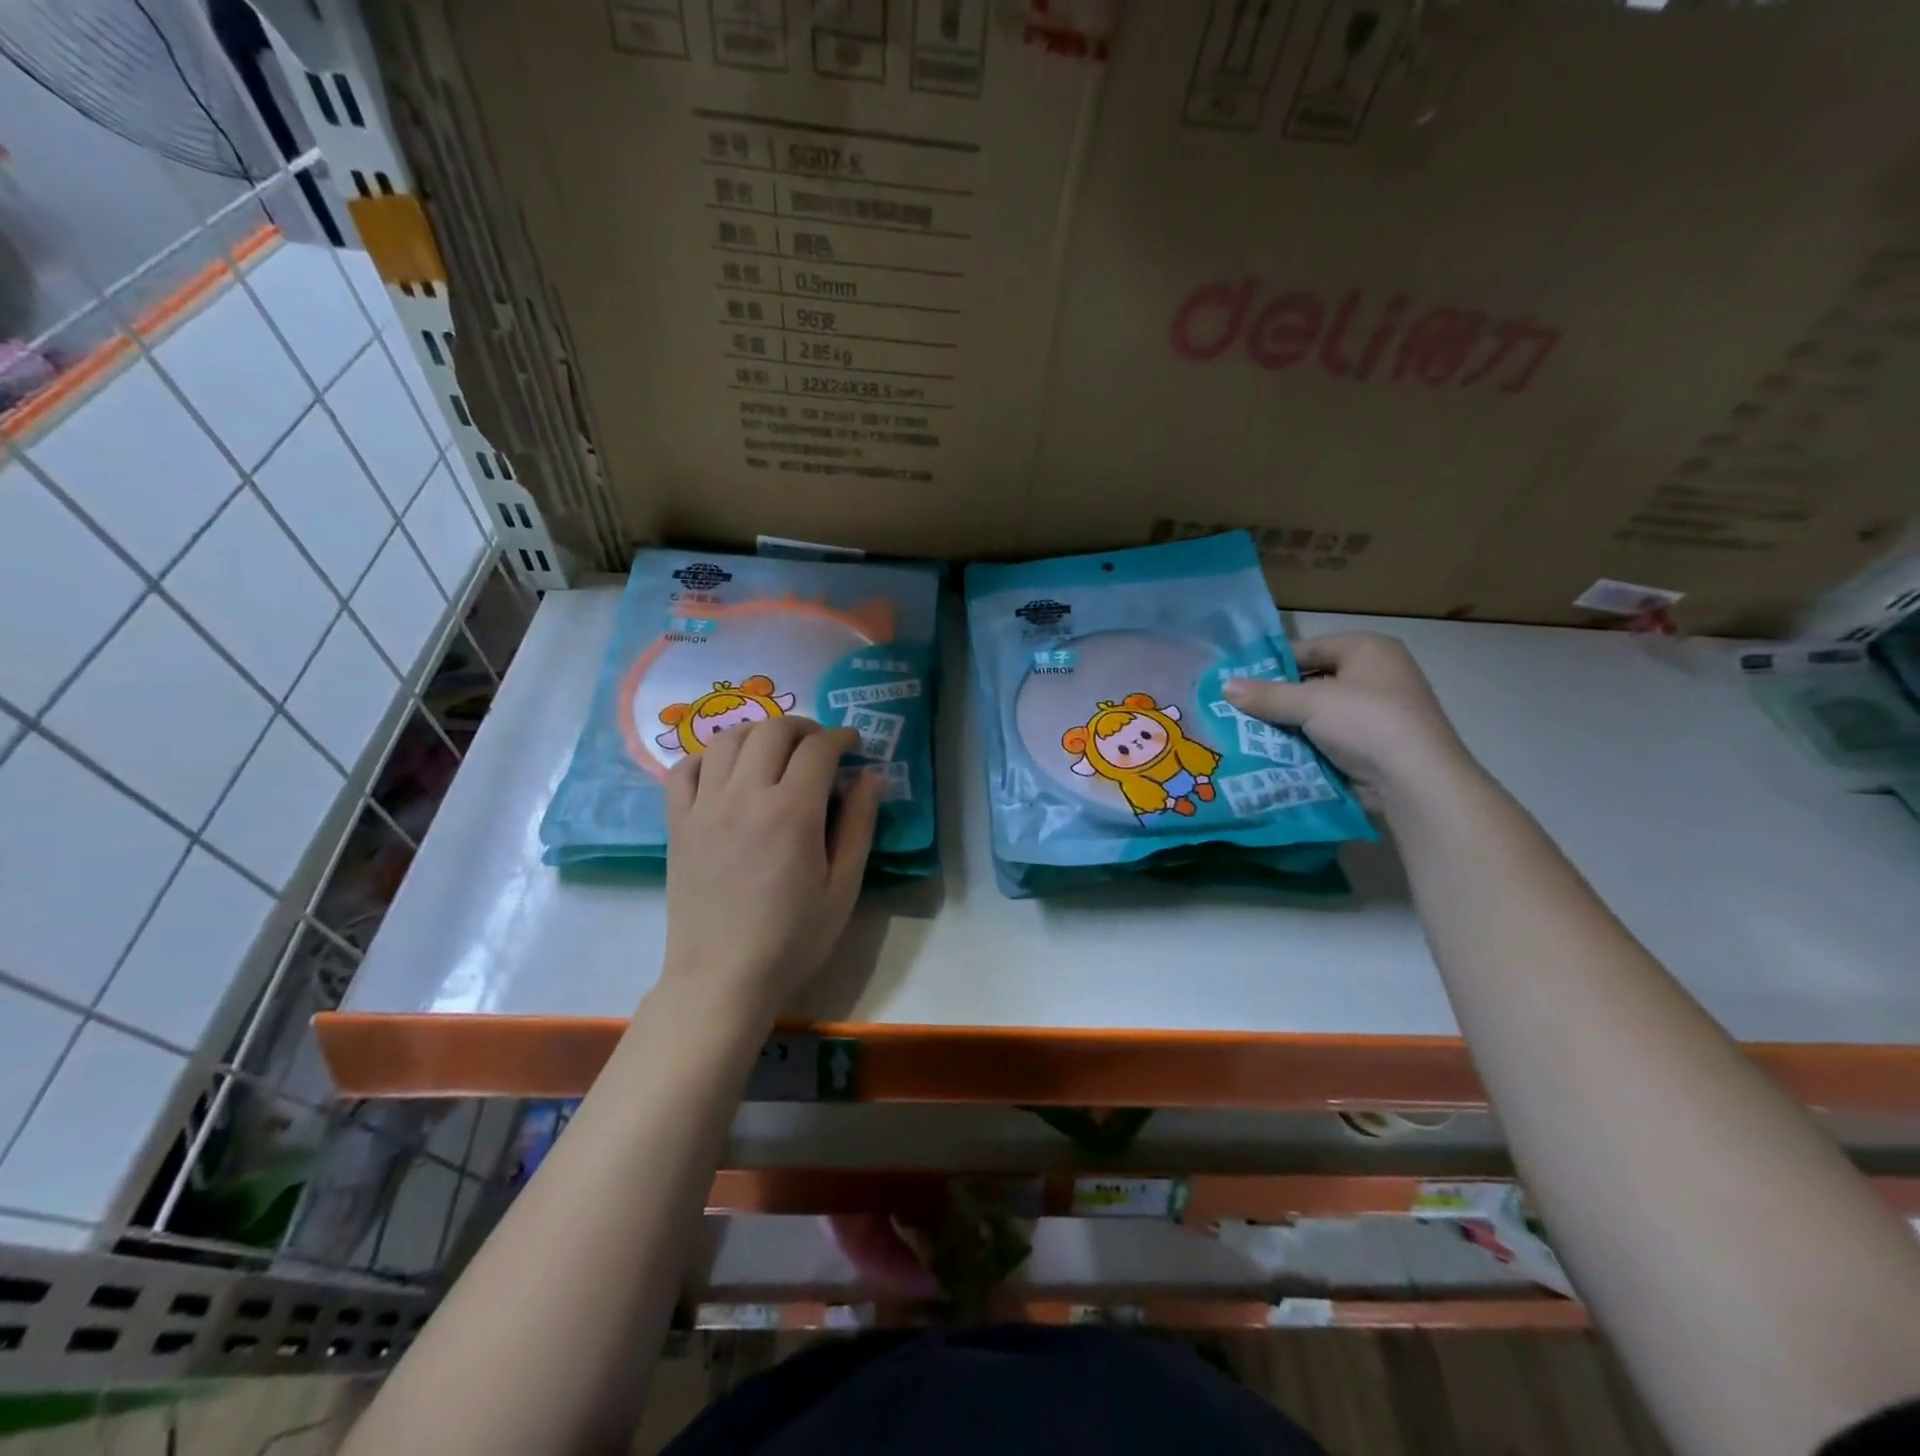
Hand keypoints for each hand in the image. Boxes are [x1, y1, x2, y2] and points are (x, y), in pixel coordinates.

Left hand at [661, 717, 880, 1017]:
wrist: (722, 978)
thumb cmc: (793, 939)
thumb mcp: (843, 887)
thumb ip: (860, 825)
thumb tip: (872, 777)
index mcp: (791, 813)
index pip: (818, 748)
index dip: (841, 737)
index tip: (854, 745)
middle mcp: (744, 796)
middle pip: (773, 730)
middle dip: (804, 727)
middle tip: (821, 746)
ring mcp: (704, 807)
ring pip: (727, 739)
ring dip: (759, 733)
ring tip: (776, 752)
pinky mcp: (678, 823)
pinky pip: (685, 769)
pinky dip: (709, 756)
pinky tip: (727, 772)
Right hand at [1223, 633, 1471, 792]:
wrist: (1415, 781)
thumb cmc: (1366, 722)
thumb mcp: (1310, 703)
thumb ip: (1266, 695)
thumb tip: (1224, 686)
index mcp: (1368, 649)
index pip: (1308, 649)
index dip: (1273, 665)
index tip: (1238, 683)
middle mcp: (1377, 675)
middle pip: (1312, 682)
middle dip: (1277, 699)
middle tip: (1236, 711)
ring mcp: (1378, 713)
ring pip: (1318, 714)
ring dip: (1288, 725)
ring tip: (1247, 734)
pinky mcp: (1374, 745)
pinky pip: (1328, 739)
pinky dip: (1304, 746)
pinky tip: (1274, 755)